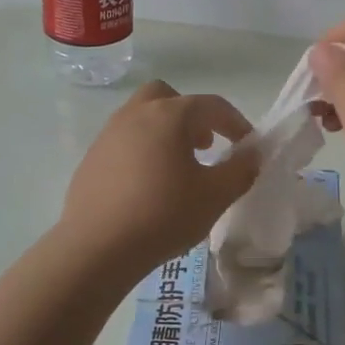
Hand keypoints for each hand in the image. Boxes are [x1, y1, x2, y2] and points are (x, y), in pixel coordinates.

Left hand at [61, 80, 259, 278]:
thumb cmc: (164, 215)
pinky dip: (142, 151)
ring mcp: (108, 135)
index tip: (247, 145)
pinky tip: (147, 186)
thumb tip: (253, 153)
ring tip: (178, 168)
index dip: (235, 123)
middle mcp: (135, 115)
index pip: (211, 106)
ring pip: (142, 118)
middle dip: (191, 116)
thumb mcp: (215, 196)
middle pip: (167, 98)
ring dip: (165, 133)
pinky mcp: (91, 159)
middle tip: (204, 145)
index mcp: (169, 116)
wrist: (97, 247)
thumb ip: (240, 170)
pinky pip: (124, 142)